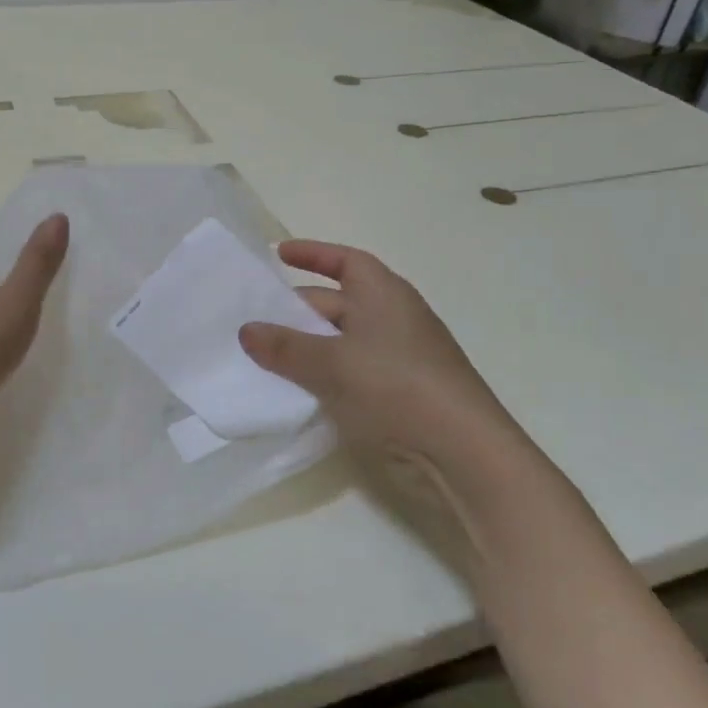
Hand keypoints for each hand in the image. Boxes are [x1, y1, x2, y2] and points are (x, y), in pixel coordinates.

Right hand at [239, 240, 526, 470]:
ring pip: (339, 342)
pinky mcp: (396, 394)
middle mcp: (391, 318)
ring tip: (261, 356)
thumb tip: (246, 330)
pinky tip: (293, 392)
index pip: (345, 261)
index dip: (313, 254)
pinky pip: (348, 374)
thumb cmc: (396, 387)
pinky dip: (322, 376)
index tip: (278, 254)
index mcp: (383, 294)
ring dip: (305, 347)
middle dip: (295, 309)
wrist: (460, 453)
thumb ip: (285, 347)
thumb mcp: (332, 363)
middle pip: (335, 302)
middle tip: (251, 320)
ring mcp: (396, 358)